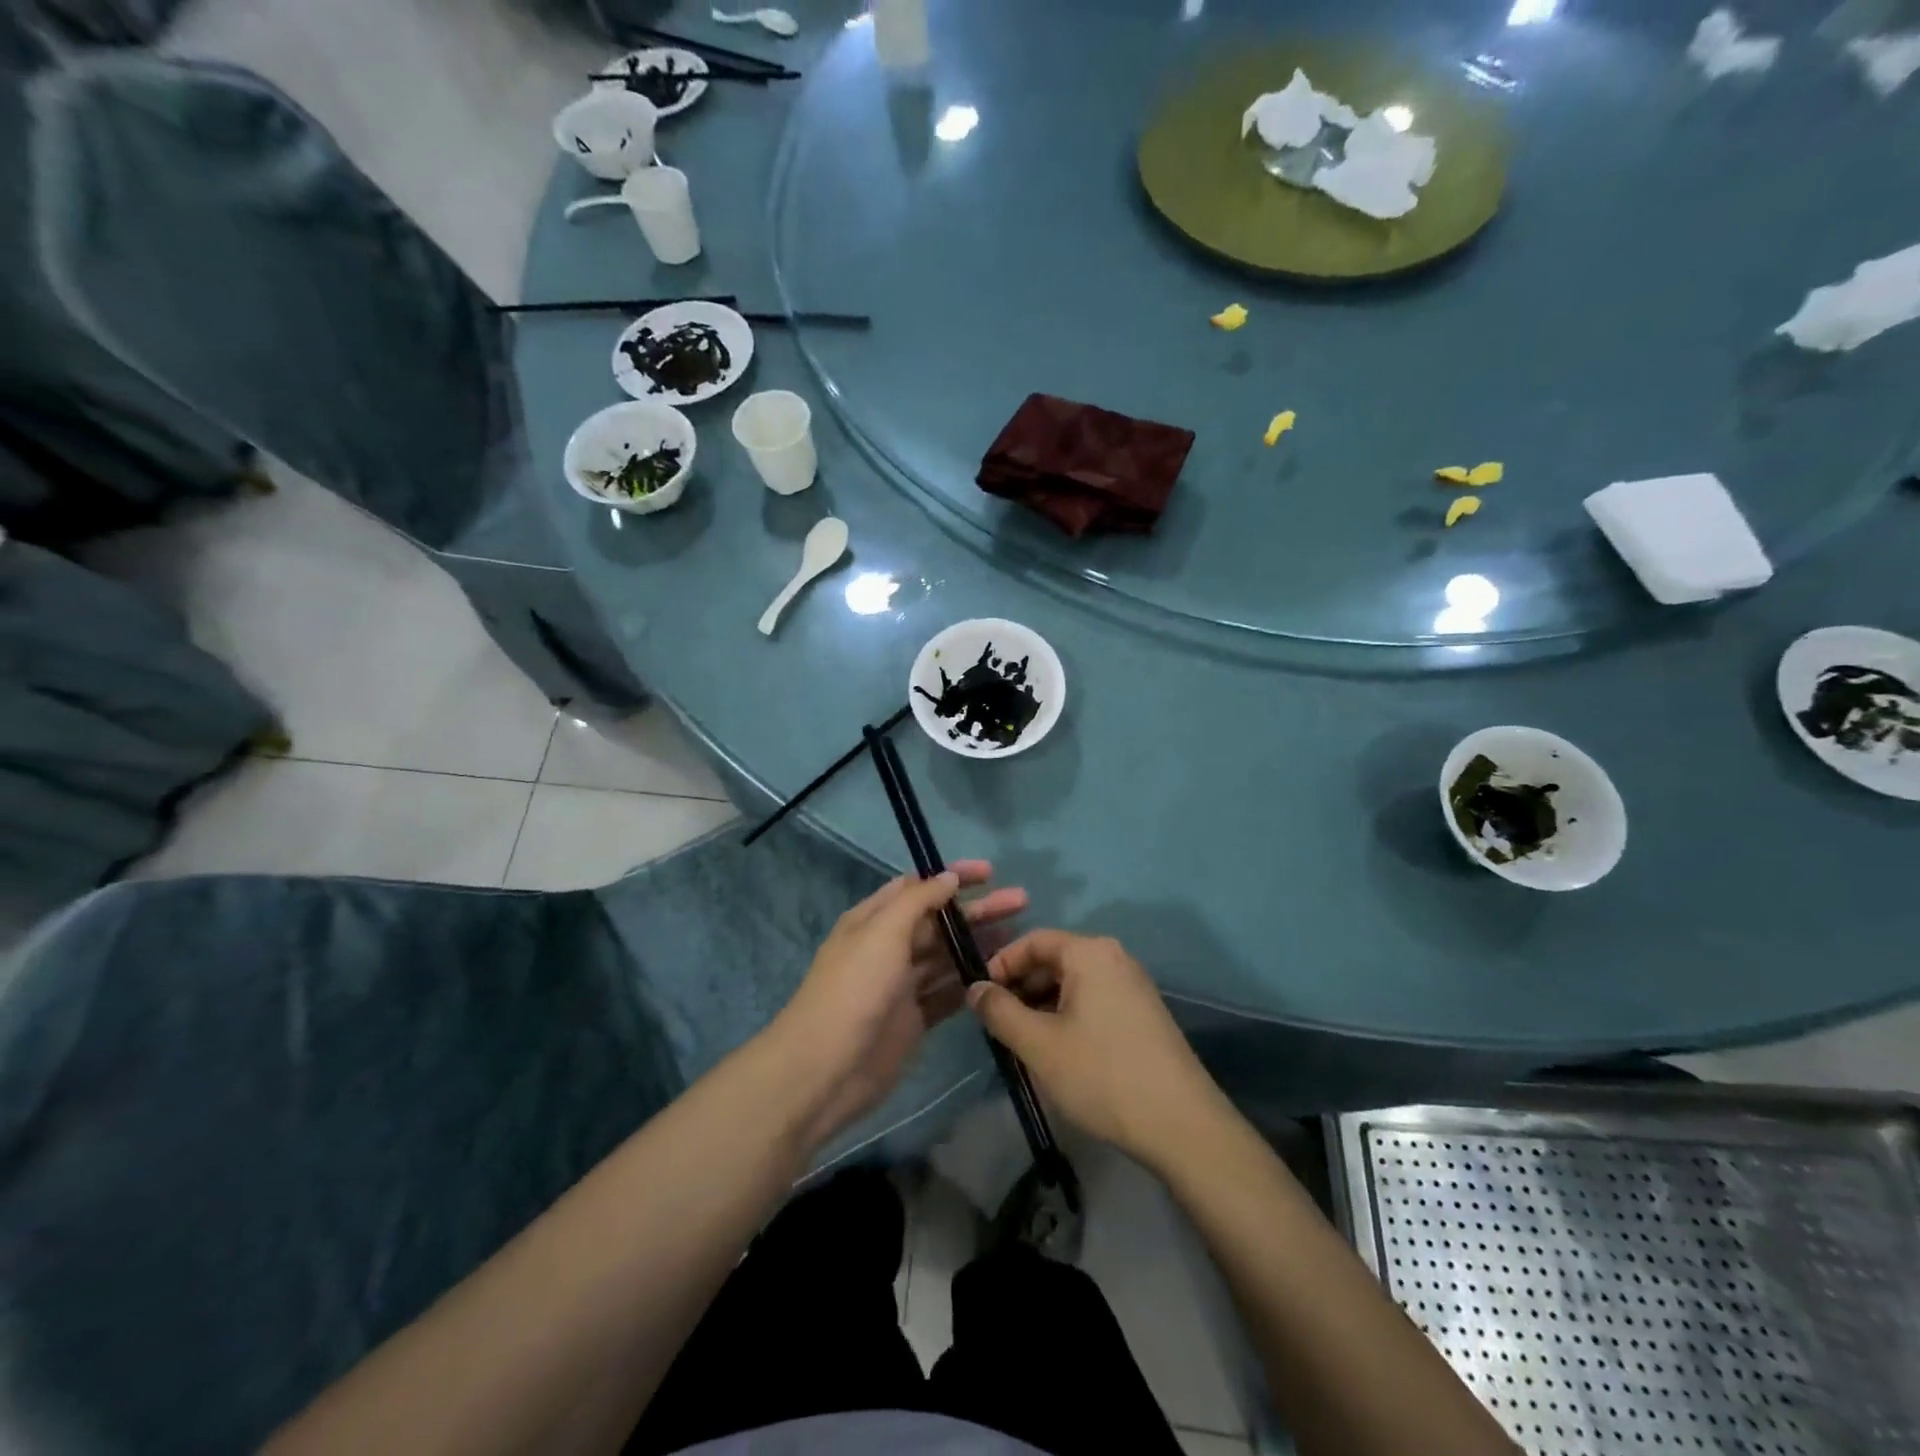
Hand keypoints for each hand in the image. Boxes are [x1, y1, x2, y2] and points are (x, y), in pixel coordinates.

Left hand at [772, 862, 1026, 1151]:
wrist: (825, 1069)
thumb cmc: (853, 990)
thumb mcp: (882, 932)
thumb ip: (918, 901)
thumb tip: (948, 877)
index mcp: (874, 920)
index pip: (918, 887)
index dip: (952, 877)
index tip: (991, 872)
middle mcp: (888, 947)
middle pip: (939, 921)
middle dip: (976, 910)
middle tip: (1020, 902)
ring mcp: (902, 985)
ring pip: (947, 956)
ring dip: (978, 944)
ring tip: (1019, 937)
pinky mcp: (915, 1019)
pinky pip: (948, 993)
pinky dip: (971, 983)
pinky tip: (1001, 976)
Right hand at [968, 930, 1223, 1168]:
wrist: (1181, 1124)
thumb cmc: (1102, 1075)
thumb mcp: (1039, 1044)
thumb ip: (1000, 1011)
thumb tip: (974, 989)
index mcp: (1090, 953)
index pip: (1033, 940)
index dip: (1001, 963)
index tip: (980, 996)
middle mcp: (1114, 958)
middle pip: (1054, 959)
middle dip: (1021, 986)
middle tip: (998, 1023)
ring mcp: (1133, 985)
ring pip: (1073, 983)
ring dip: (1043, 1004)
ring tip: (1023, 1041)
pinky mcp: (1143, 1013)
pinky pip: (1094, 999)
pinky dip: (1068, 1015)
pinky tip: (1058, 1051)